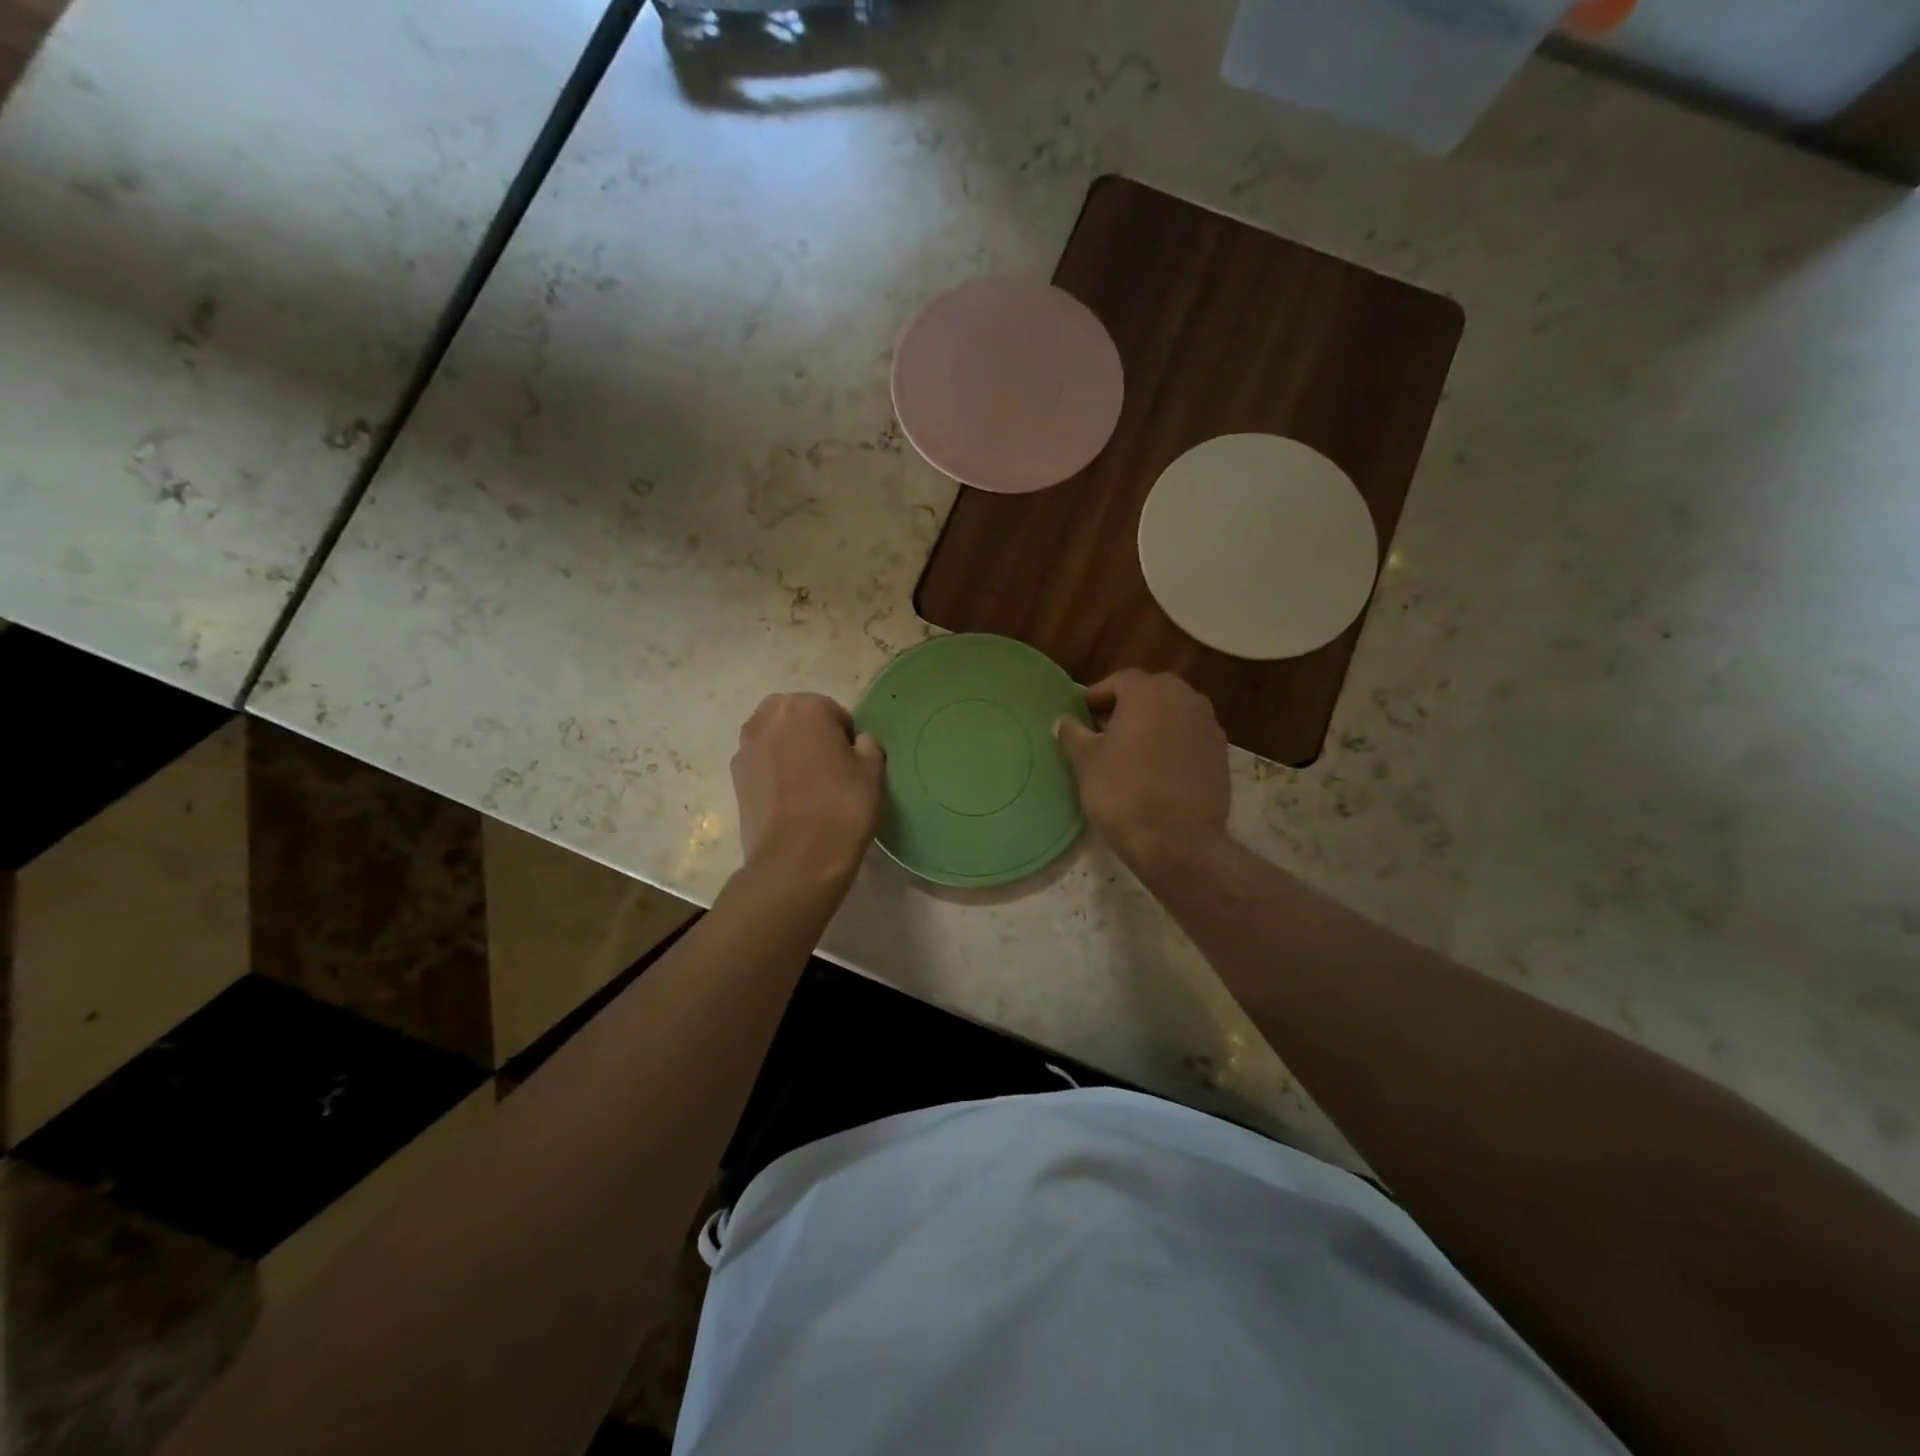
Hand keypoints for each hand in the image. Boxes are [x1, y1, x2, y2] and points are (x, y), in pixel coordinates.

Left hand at [732, 693, 884, 889]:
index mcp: (804, 707)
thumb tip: (857, 743)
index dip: (846, 737)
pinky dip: (773, 772)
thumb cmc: (841, 808)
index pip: (833, 712)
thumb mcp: (873, 772)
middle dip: (811, 734)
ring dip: (789, 750)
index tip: (853, 763)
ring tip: (808, 783)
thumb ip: (868, 746)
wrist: (796, 860)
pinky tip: (789, 799)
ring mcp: (746, 748)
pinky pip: (761, 763)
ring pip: (774, 738)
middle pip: (796, 717)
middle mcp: (768, 718)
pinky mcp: (735, 778)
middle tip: (830, 767)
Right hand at [1056, 670, 1229, 875]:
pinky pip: (1189, 737)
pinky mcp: (1221, 753)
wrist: (1177, 841)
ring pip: (1173, 714)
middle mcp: (1185, 697)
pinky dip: (1173, 744)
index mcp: (1149, 691)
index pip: (1119, 681)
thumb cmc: (1123, 792)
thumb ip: (1073, 733)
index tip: (1082, 718)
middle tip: (1104, 733)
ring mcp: (1208, 724)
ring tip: (1130, 753)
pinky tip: (1157, 770)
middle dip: (1127, 708)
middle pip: (1150, 693)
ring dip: (1152, 725)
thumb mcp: (1086, 761)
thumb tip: (1063, 721)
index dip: (1097, 697)